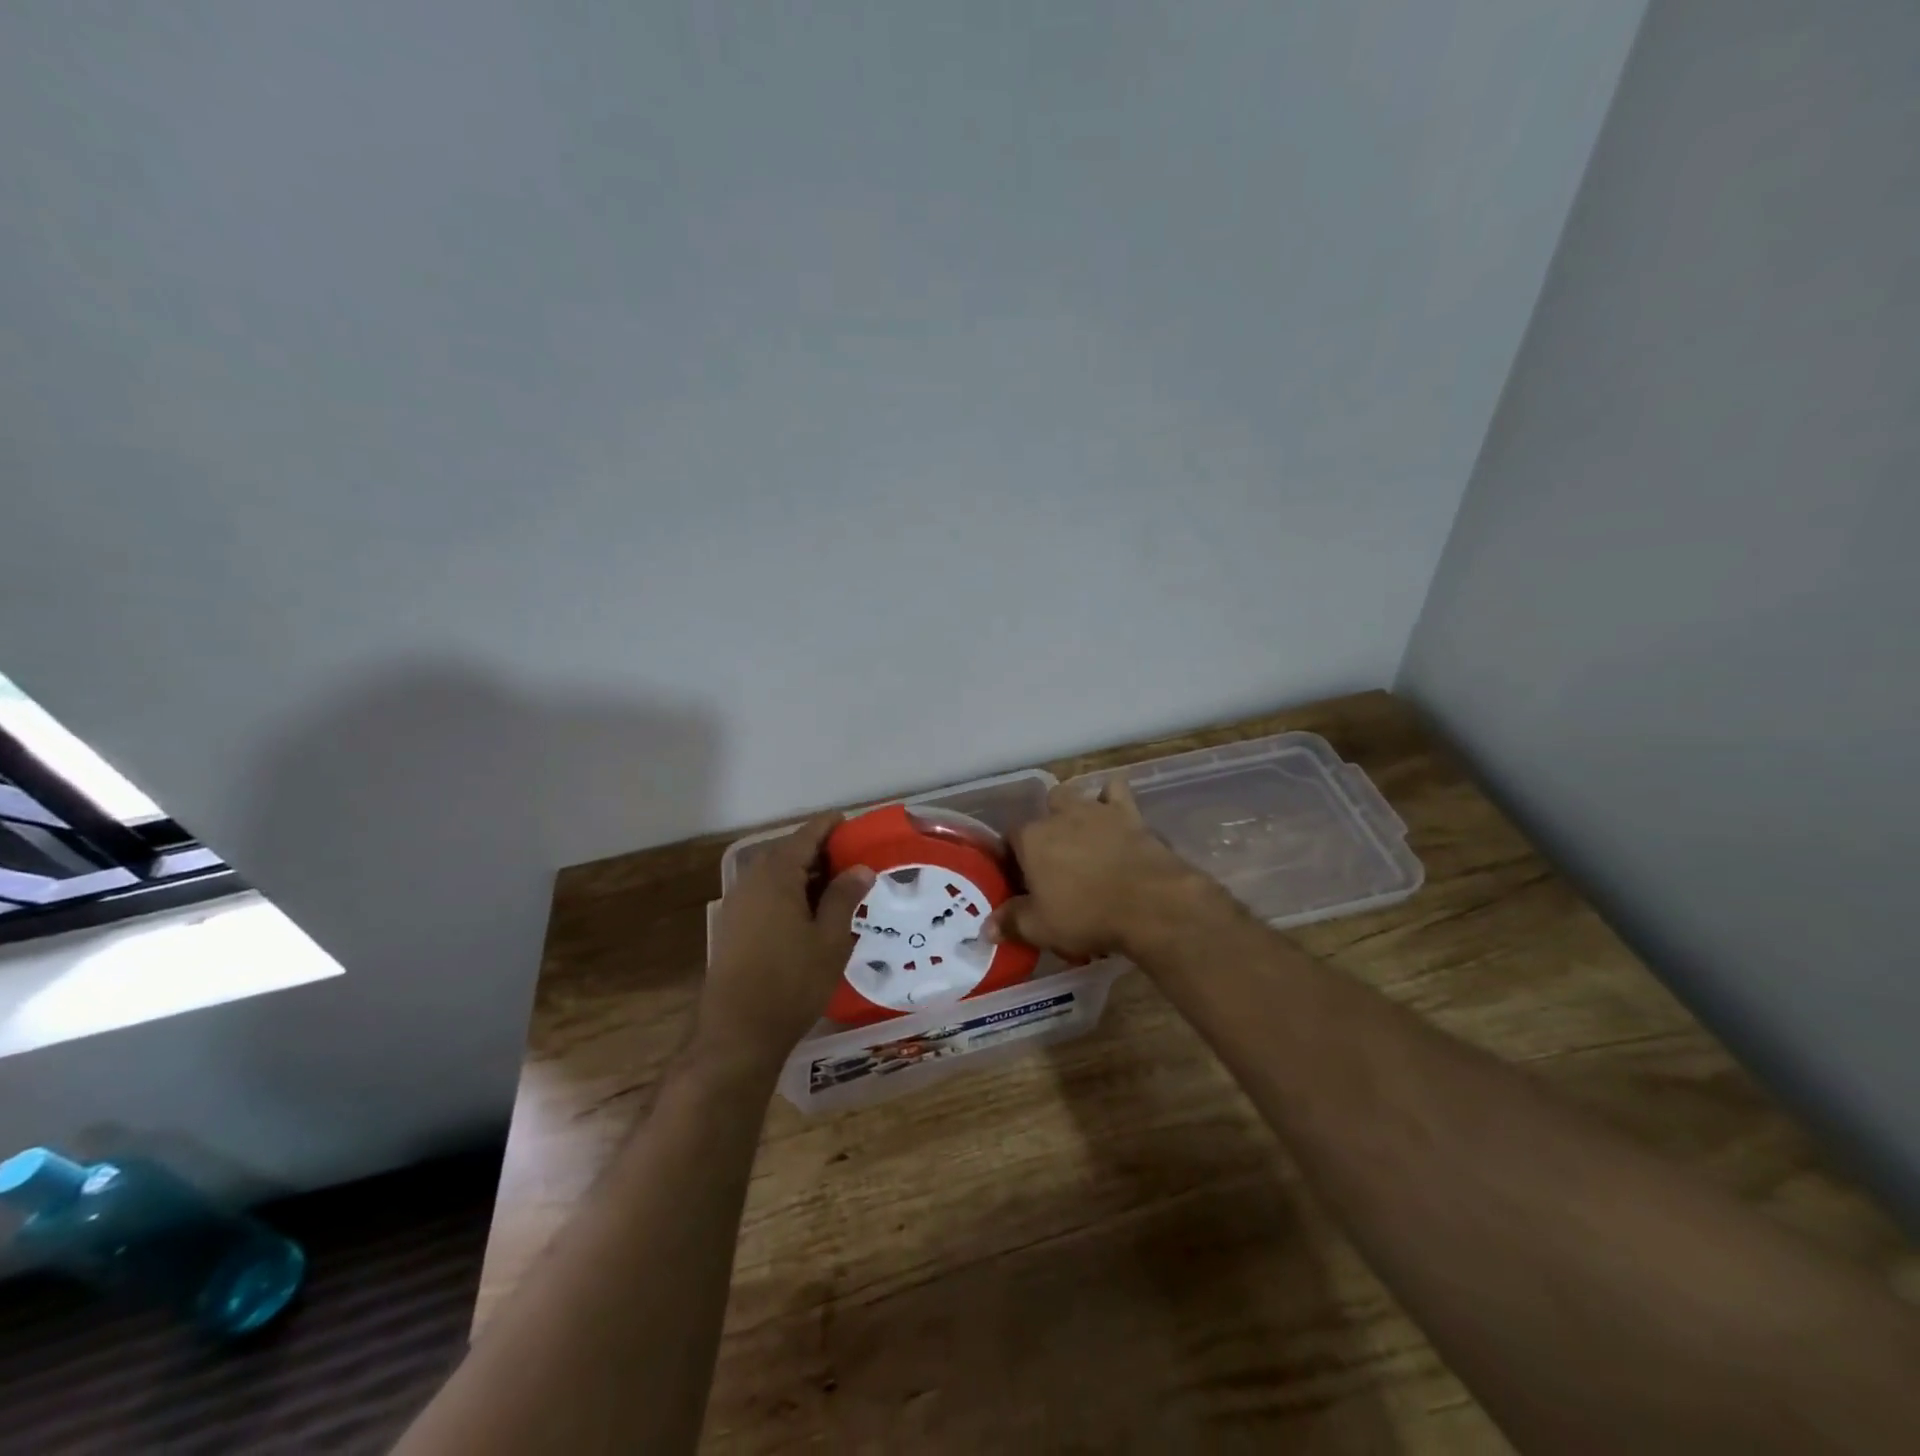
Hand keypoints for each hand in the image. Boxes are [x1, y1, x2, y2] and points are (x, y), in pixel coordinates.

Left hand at [697, 814, 874, 1076]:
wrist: (737, 1033)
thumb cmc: (792, 982)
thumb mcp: (830, 938)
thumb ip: (844, 897)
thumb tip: (859, 868)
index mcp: (776, 874)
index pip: (806, 835)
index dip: (830, 827)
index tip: (852, 823)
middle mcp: (752, 881)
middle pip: (789, 852)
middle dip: (821, 852)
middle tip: (853, 859)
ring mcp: (738, 905)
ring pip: (777, 876)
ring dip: (805, 875)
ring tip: (838, 887)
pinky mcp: (734, 928)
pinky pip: (766, 896)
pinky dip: (790, 894)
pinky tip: (811, 914)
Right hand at [985, 778, 1233, 960]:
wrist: (1150, 902)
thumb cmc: (1087, 914)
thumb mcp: (1040, 928)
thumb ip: (1010, 922)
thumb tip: (986, 927)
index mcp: (1031, 838)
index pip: (1010, 839)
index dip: (1013, 859)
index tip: (1021, 881)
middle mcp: (1059, 815)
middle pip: (1043, 811)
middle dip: (1046, 829)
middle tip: (1054, 860)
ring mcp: (1095, 810)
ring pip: (1075, 796)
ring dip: (1074, 810)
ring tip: (1082, 837)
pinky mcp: (1129, 813)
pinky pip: (1116, 791)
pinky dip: (1112, 799)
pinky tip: (1113, 815)